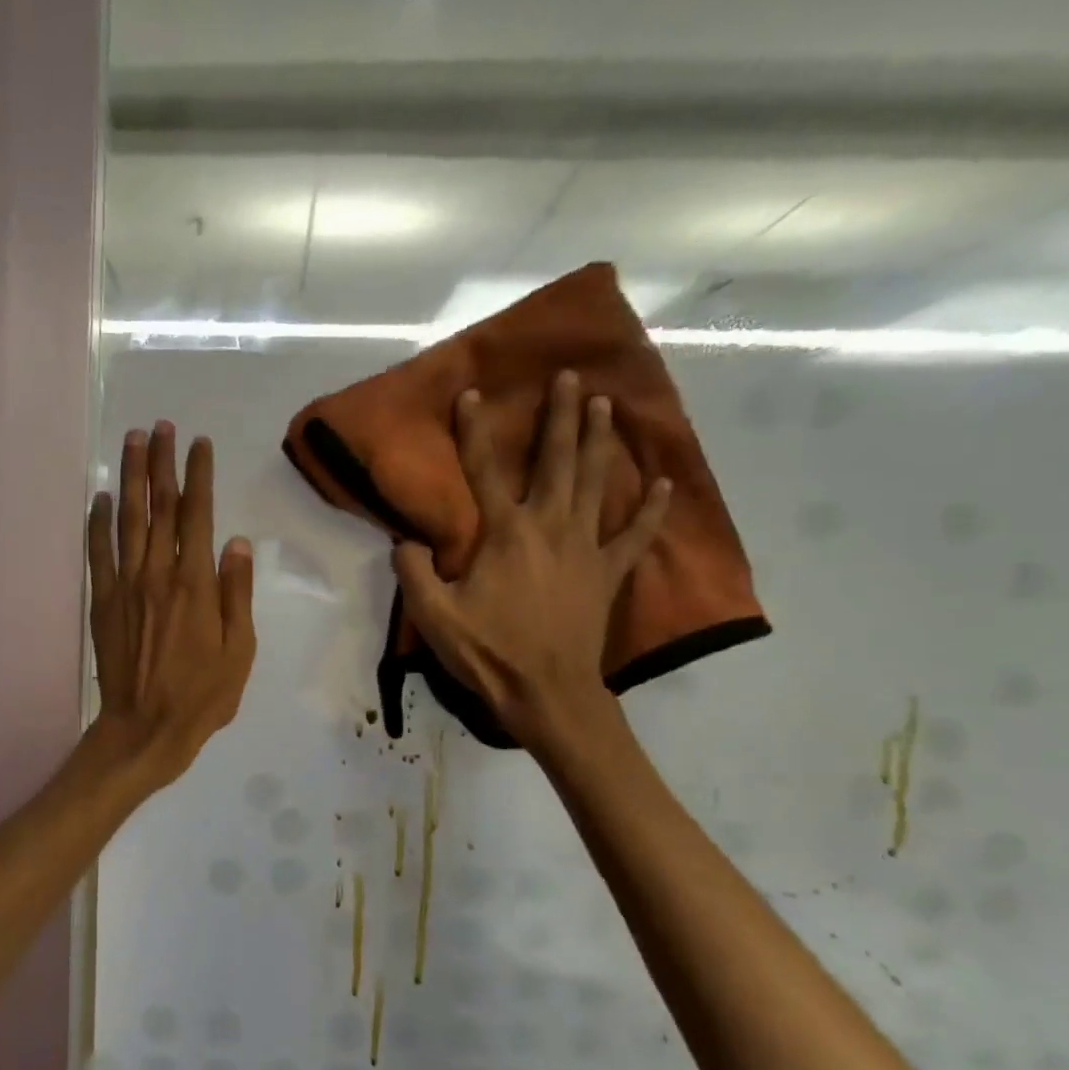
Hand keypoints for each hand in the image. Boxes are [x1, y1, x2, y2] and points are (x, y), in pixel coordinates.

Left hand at [87, 422, 255, 788]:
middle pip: (158, 506)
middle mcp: (157, 574)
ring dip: (128, 478)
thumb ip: (237, 594)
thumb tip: (237, 543)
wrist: (146, 728)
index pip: (197, 515)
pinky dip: (97, 523)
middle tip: (160, 426)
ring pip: (126, 520)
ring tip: (131, 442)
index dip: (198, 475)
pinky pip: (98, 553)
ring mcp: (125, 586)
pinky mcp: (103, 603)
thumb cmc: (203, 695)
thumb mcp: (239, 651)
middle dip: (160, 462)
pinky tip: (99, 499)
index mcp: (195, 584)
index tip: (199, 443)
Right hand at [393, 372, 670, 755]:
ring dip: (600, 442)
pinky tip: (662, 484)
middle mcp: (549, 527)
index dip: (474, 431)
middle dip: (561, 416)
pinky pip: (634, 535)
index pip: (484, 471)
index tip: (472, 393)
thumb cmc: (488, 653)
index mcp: (504, 534)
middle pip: (557, 461)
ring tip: (606, 405)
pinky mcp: (607, 573)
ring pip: (595, 483)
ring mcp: (585, 548)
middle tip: (570, 377)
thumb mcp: (434, 616)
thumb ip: (415, 572)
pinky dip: (649, 509)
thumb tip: (406, 541)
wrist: (546, 692)